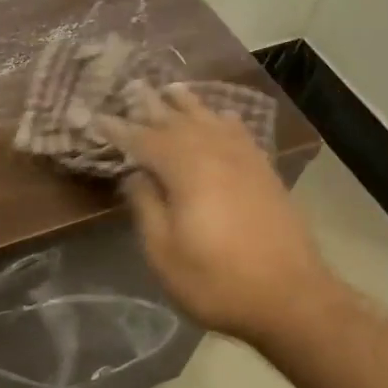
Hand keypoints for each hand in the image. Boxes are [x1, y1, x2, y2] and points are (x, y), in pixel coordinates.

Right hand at [109, 84, 328, 342]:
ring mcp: (245, 161)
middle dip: (152, 106)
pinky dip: (224, 120)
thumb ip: (146, 206)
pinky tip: (222, 116)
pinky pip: (240, 133)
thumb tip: (135, 174)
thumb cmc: (216, 280)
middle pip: (178, 121)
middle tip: (131, 89)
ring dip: (188, 104)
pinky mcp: (265, 174)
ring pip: (210, 120)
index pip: (143, 140)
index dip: (118, 130)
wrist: (291, 299)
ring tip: (171, 88)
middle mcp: (216, 153)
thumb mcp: (164, 251)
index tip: (96, 118)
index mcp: (186, 170)